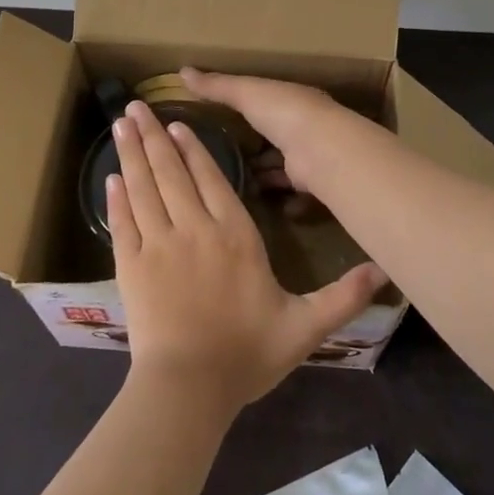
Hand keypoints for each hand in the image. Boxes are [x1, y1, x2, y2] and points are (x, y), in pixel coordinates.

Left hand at [107, 100, 385, 411]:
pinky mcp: (131, 267)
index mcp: (235, 235)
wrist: (188, 389)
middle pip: (171, 172)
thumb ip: (343, 296)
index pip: (211, 178)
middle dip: (154, 136)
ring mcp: (158, 246)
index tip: (177, 123)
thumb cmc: (247, 354)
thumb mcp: (305, 327)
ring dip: (131, 153)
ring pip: (143, 188)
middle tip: (135, 105)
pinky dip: (116, 197)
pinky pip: (122, 222)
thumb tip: (384, 270)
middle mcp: (194, 229)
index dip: (193, 148)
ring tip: (120, 124)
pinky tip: (109, 177)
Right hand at [178, 69, 348, 197]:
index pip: (267, 102)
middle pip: (274, 136)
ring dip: (262, 174)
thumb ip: (217, 86)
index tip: (220, 120)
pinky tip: (255, 203)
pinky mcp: (308, 183)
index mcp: (291, 100)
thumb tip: (182, 71)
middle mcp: (303, 126)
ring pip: (280, 165)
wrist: (320, 150)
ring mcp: (308, 155)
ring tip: (230, 183)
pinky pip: (289, 191)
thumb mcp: (246, 93)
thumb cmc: (284, 112)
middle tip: (221, 157)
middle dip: (253, 147)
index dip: (247, 109)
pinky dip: (276, 197)